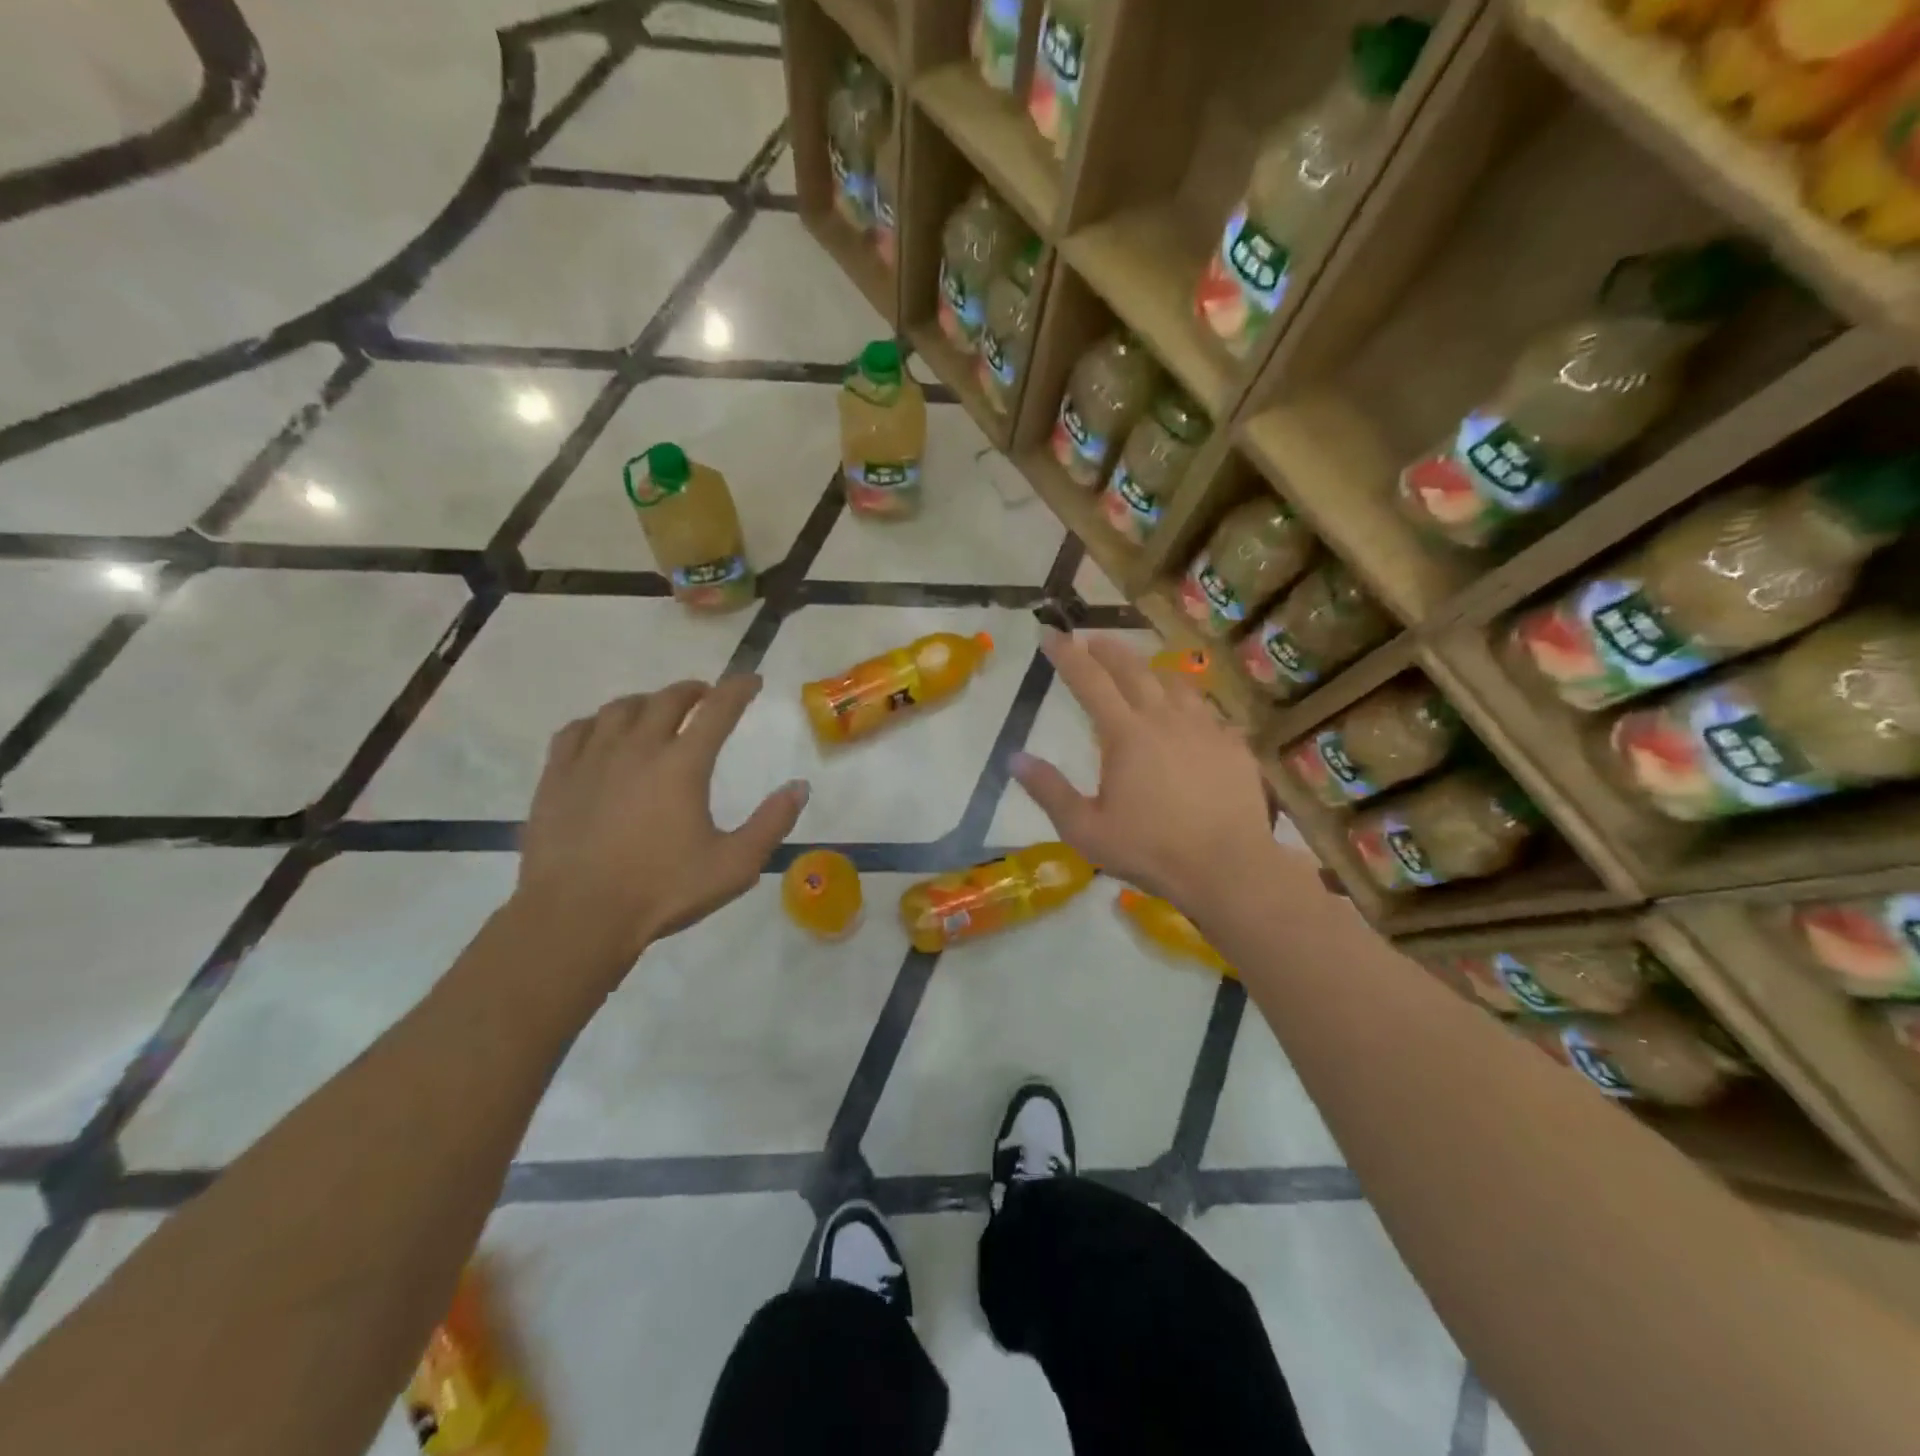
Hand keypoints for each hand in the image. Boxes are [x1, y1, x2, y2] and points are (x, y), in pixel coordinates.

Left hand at [515, 676, 808, 972]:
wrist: (576, 917)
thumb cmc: (662, 891)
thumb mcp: (735, 865)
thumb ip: (772, 823)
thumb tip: (800, 786)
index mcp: (683, 765)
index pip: (718, 709)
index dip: (739, 689)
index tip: (752, 680)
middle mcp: (637, 748)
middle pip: (667, 699)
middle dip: (693, 690)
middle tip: (706, 696)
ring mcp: (592, 759)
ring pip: (620, 708)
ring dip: (646, 702)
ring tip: (656, 711)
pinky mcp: (557, 777)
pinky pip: (576, 730)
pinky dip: (598, 722)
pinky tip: (602, 734)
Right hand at [1012, 631, 1276, 909]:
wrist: (1228, 868)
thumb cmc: (1150, 850)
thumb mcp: (1085, 829)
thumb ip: (1049, 790)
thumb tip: (1015, 758)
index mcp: (1126, 734)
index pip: (1089, 681)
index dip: (1067, 655)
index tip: (1051, 634)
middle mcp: (1165, 719)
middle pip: (1134, 670)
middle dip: (1109, 649)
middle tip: (1092, 637)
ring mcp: (1205, 729)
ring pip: (1176, 684)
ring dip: (1152, 670)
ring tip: (1142, 670)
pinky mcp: (1235, 745)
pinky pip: (1208, 712)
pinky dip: (1190, 704)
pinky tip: (1190, 717)